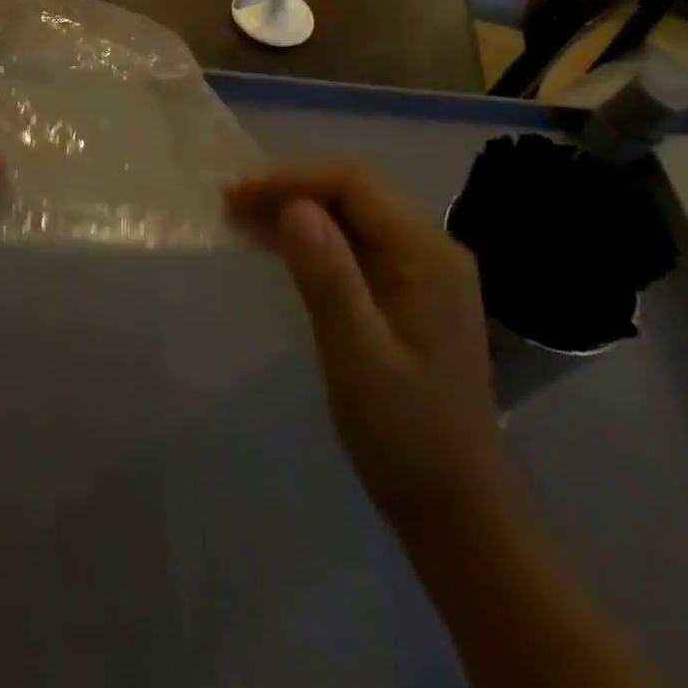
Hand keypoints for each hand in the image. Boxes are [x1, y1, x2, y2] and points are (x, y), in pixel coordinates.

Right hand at [226, 162, 512, 532]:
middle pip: (352, 193)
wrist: (458, 509)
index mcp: (428, 256)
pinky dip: (309, 238)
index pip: (354, 185)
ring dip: (294, 210)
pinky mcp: (403, 292)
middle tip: (230, 205)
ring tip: (239, 217)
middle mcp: (429, 250)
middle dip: (289, 190)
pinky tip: (272, 245)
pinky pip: (351, 245)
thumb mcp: (358, 359)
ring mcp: (419, 271)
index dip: (292, 179)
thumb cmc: (407, 436)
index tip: (239, 195)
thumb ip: (328, 279)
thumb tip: (293, 208)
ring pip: (348, 216)